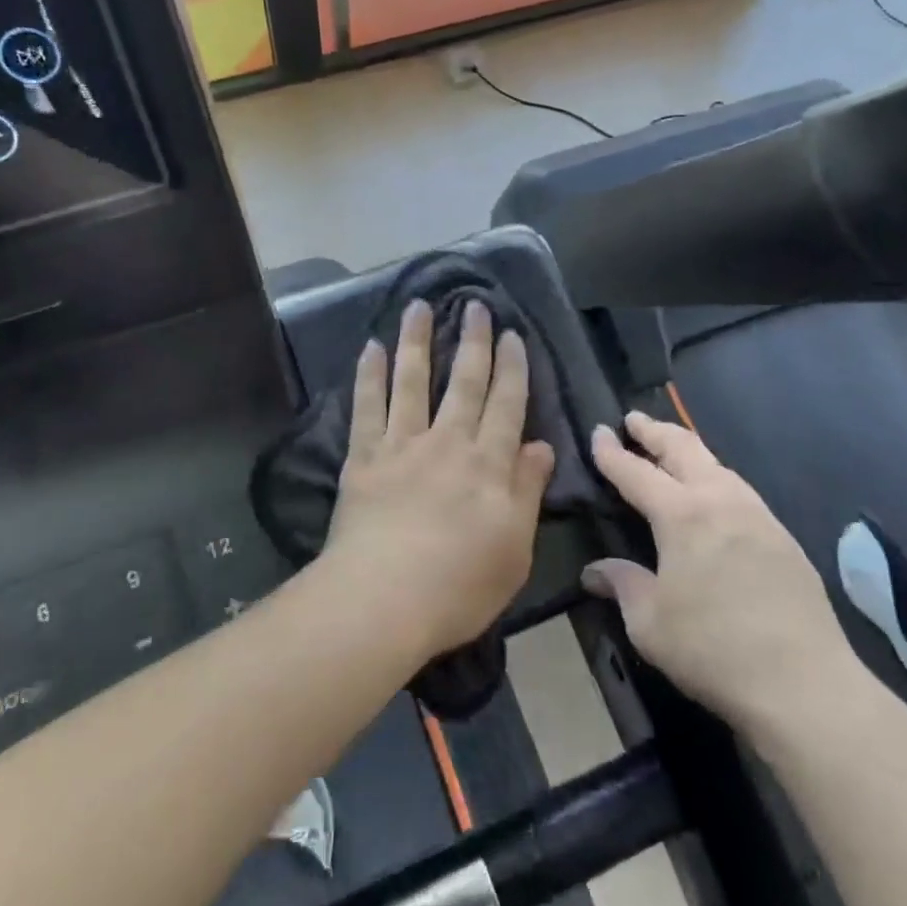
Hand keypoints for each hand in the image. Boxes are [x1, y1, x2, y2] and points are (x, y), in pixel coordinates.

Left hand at [325, 299, 555, 658]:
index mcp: (488, 464)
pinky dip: (370, 375)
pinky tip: (371, 347)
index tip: (512, 335)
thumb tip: (542, 446)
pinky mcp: (363, 458)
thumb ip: (527, 491)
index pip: (506, 405)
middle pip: (464, 382)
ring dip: (418, 341)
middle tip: (476, 306)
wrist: (383, 600)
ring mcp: (402, 446)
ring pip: (413, 381)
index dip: (512, 368)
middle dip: (473, 342)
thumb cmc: (459, 585)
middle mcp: (447, 443)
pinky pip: (367, 407)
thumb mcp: (514, 548)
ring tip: (419, 306)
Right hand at [585, 412, 865, 746]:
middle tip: (634, 421)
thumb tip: (595, 572)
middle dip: (655, 430)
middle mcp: (720, 500)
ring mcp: (758, 515)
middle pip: (683, 448)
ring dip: (688, 450)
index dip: (612, 452)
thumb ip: (623, 586)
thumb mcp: (649, 623)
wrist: (805, 684)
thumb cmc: (712, 648)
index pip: (636, 471)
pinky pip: (740, 490)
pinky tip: (714, 496)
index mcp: (681, 514)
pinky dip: (716, 477)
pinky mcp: (783, 538)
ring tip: (672, 451)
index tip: (598, 431)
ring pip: (717, 464)